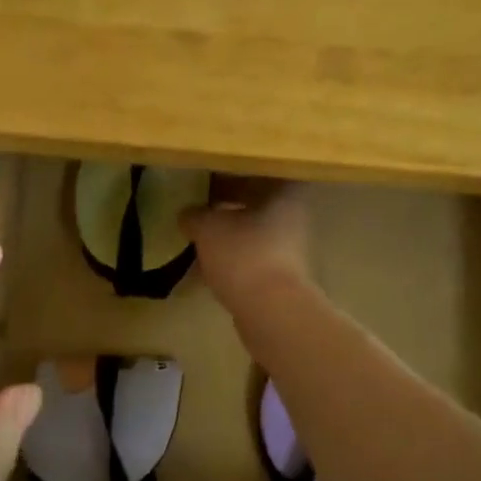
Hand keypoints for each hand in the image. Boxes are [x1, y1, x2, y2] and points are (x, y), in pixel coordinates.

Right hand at [183, 180, 311, 311]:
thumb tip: (187, 215)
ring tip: (197, 235)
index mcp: (284, 192)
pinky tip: (205, 266)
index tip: (209, 173)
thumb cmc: (243, 254)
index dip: (234, 170)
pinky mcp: (282, 275)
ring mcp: (291, 248)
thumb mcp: (207, 227)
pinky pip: (251, 257)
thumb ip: (194, 215)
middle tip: (197, 203)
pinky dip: (231, 258)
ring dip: (228, 232)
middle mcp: (294, 216)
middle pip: (257, 200)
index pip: (260, 169)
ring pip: (253, 230)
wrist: (271, 310)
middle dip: (227, 203)